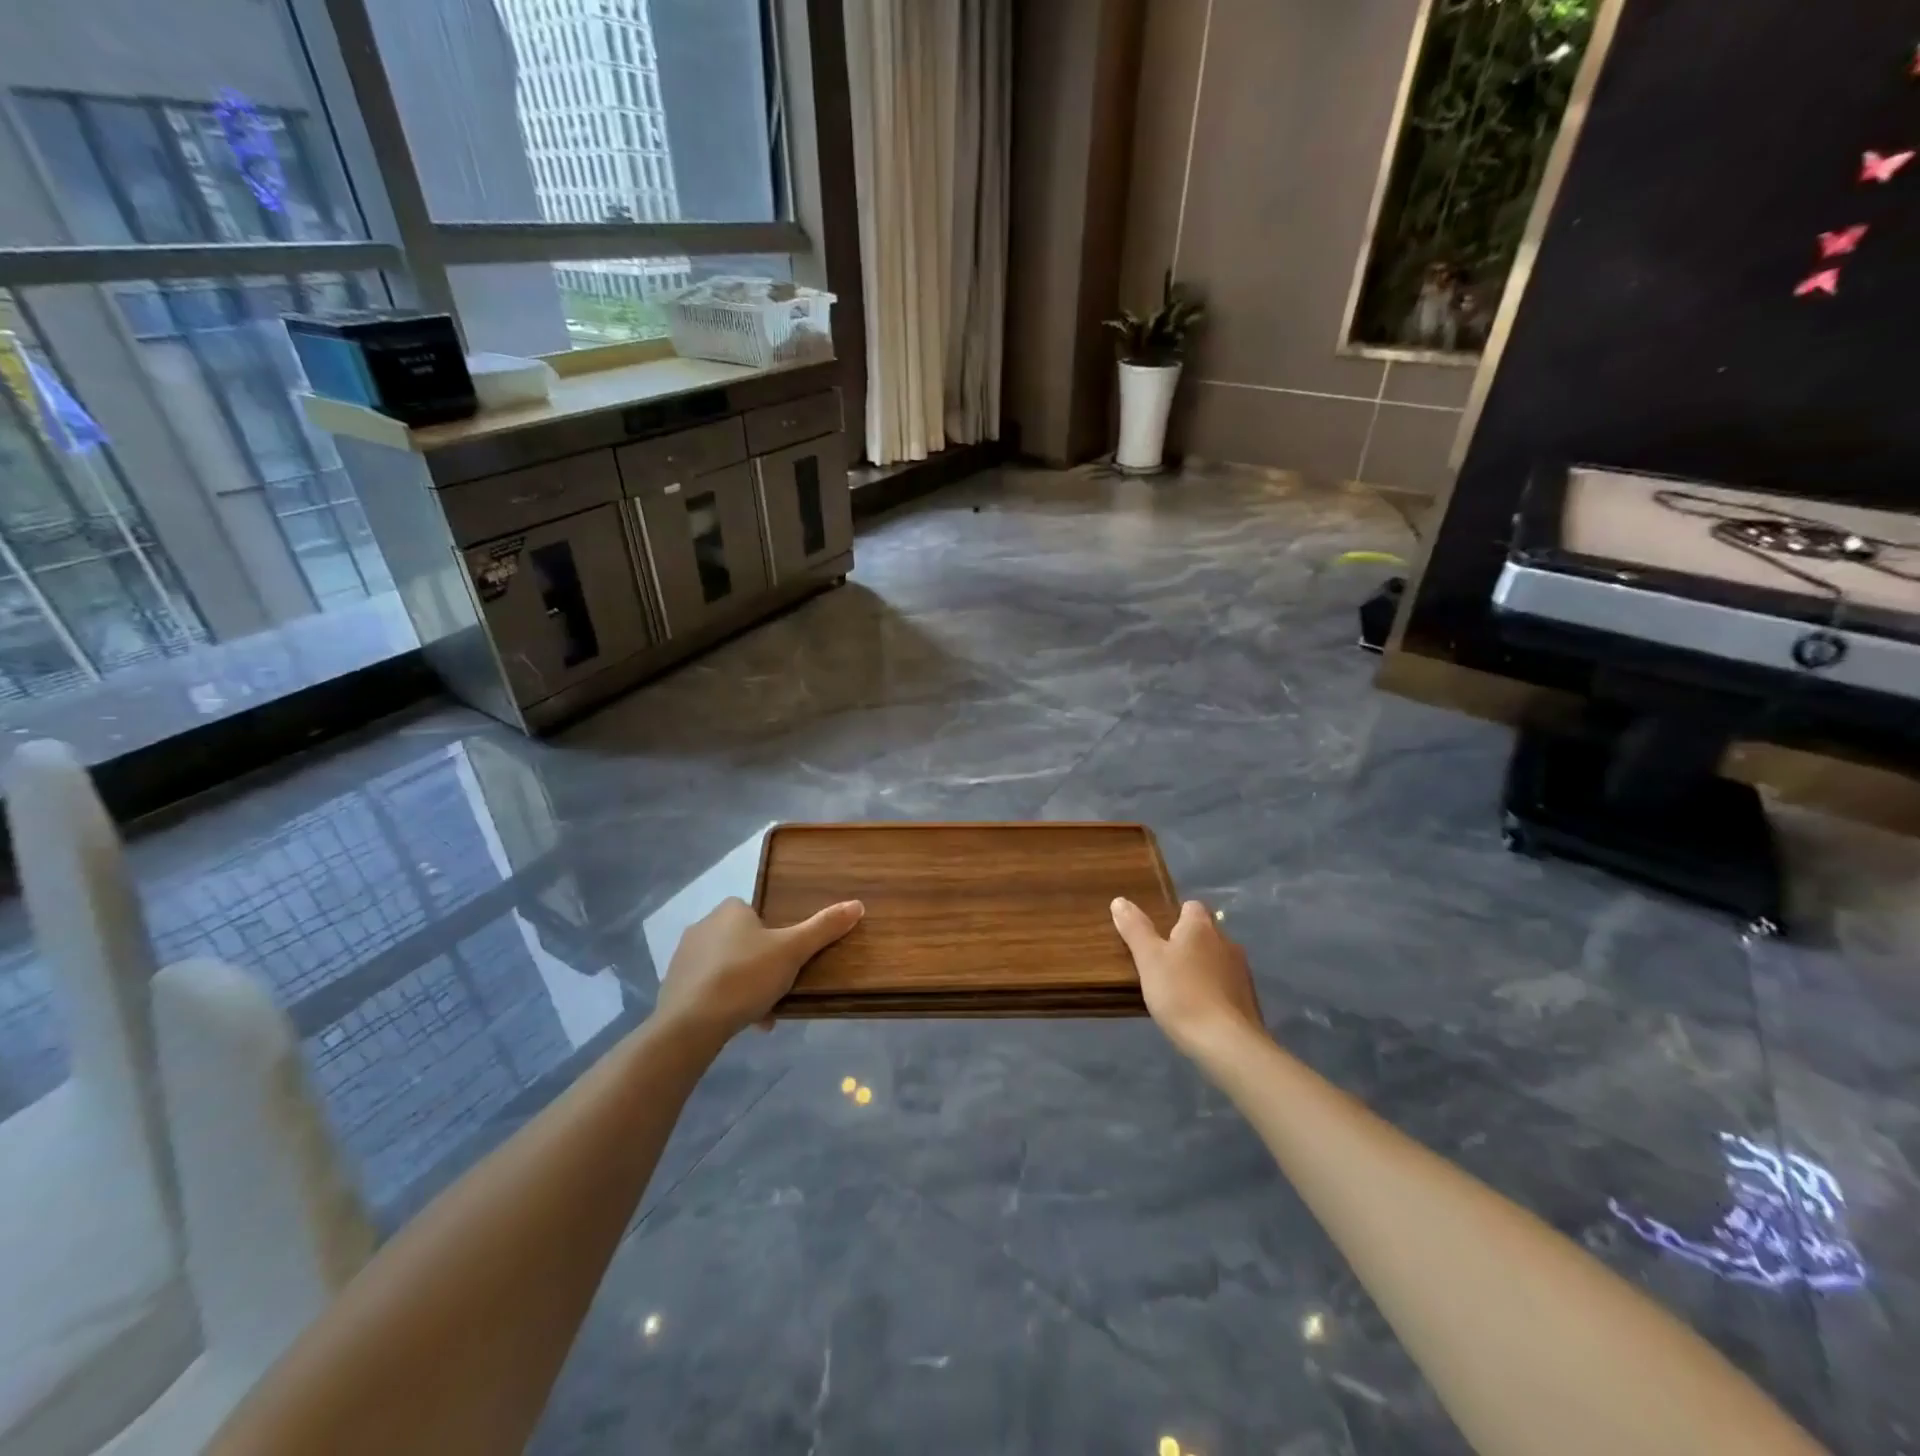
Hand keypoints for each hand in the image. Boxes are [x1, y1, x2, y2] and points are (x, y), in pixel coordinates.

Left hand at [657, 896, 863, 1041]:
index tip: (789, 962)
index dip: (776, 936)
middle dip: (762, 966)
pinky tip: (740, 1023)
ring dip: (745, 986)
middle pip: (744, 942)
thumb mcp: (792, 951)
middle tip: (780, 990)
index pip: (759, 914)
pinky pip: (708, 988)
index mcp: (730, 910)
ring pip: (727, 967)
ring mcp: (684, 956)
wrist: (690, 1024)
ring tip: (763, 1014)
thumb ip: (823, 928)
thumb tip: (857, 904)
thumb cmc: (744, 977)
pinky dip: (725, 1001)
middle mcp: (703, 925)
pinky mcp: (673, 986)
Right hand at [1111, 897, 1263, 1059]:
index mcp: (1201, 927)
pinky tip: (1198, 1009)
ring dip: (1201, 967)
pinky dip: (1213, 990)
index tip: (1159, 933)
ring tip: (1179, 988)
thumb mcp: (1148, 959)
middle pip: (1205, 933)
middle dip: (1188, 943)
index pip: (1191, 906)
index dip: (1175, 915)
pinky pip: (1226, 985)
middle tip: (1163, 962)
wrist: (1226, 1043)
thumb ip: (1135, 929)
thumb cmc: (1181, 993)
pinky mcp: (1249, 999)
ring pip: (1217, 959)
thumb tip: (1120, 900)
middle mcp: (1226, 942)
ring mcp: (1242, 971)